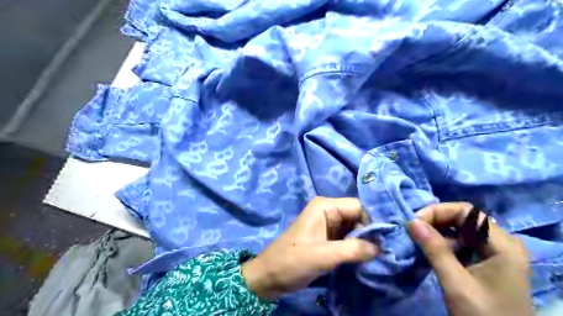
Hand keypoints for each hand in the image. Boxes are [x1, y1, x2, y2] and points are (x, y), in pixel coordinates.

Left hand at [242, 196, 376, 299]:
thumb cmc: (293, 260)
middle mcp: (328, 211)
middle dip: (371, 232)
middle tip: (387, 250)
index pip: (358, 206)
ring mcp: (327, 224)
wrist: (270, 276)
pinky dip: (357, 246)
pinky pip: (348, 238)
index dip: (374, 221)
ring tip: (381, 255)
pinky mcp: (327, 237)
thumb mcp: (324, 255)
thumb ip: (354, 249)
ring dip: (365, 241)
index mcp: (325, 206)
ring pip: (354, 228)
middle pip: (358, 216)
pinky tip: (367, 257)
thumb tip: (381, 247)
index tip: (389, 239)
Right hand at [410, 202, 533, 315]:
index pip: (466, 212)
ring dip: (436, 233)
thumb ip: (434, 250)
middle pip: (462, 219)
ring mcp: (493, 252)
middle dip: (434, 222)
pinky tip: (429, 252)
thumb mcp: (456, 284)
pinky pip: (460, 243)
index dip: (438, 212)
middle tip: (413, 232)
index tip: (414, 224)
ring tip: (417, 241)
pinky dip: (442, 244)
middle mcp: (500, 243)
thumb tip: (411, 222)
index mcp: (502, 245)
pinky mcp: (485, 261)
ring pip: (459, 230)